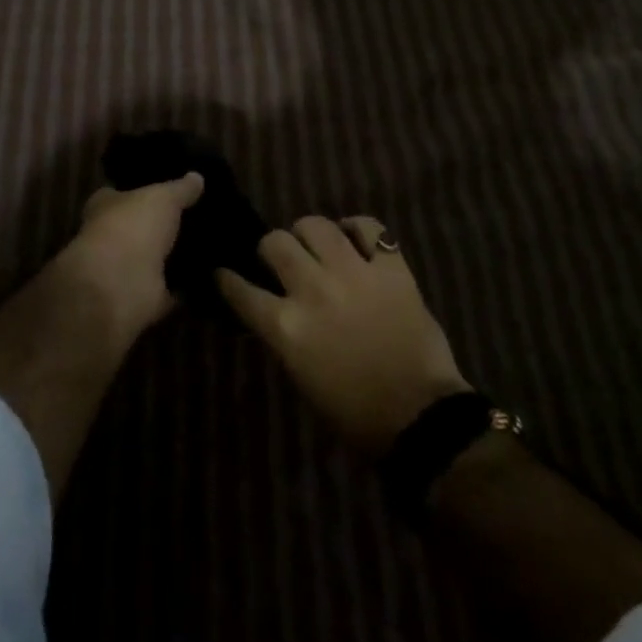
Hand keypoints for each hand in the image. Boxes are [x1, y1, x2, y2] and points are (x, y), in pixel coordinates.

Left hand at [54, 174, 204, 345]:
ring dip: (178, 256)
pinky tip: (214, 275)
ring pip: (157, 259)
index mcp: (106, 207)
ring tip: (214, 244)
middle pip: (142, 228)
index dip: (144, 191)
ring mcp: (127, 270)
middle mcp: (112, 237)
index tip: (173, 191)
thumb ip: (180, 188)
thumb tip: (197, 177)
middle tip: (203, 217)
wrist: (121, 283)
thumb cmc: (133, 226)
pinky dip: (189, 286)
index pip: (123, 194)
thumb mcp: (163, 197)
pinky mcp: (145, 297)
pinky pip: (172, 289)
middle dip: (165, 225)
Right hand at [217, 216, 470, 456]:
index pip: (241, 290)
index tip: (222, 273)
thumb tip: (276, 308)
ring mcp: (354, 274)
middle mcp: (313, 291)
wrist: (418, 415)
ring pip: (316, 225)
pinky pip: (369, 228)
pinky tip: (353, 237)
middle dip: (270, 248)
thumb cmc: (353, 410)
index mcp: (286, 327)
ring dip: (308, 232)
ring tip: (314, 242)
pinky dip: (357, 227)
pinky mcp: (391, 269)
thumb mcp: (301, 374)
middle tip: (280, 258)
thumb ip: (284, 333)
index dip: (226, 279)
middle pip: (275, 243)